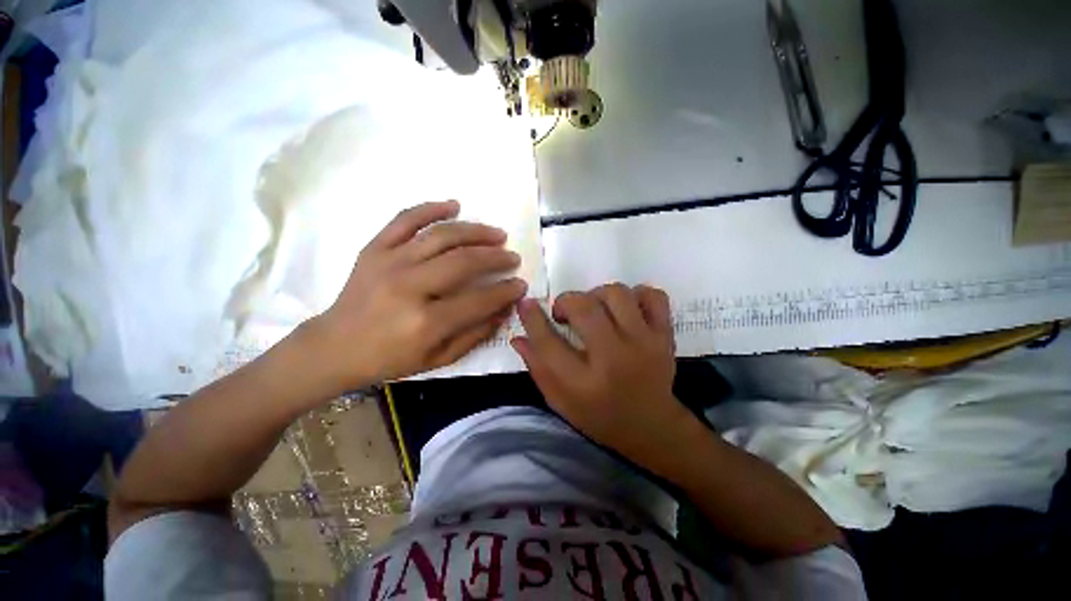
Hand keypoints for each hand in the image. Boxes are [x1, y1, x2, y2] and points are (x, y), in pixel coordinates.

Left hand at [308, 201, 526, 390]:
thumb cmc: (389, 359)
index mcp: (425, 322)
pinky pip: (405, 219)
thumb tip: (504, 309)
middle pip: (463, 261)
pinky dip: (431, 208)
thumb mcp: (438, 359)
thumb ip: (475, 334)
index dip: (505, 291)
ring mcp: (389, 262)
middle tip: (513, 257)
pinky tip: (454, 205)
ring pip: (441, 235)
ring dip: (475, 231)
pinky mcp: (374, 249)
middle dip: (496, 257)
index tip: (521, 284)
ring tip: (496, 233)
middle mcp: (409, 287)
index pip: (479, 300)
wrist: (335, 347)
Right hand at [512, 284, 690, 464]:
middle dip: (566, 302)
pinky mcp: (665, 336)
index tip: (525, 303)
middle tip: (565, 314)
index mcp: (584, 383)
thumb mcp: (561, 402)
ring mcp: (645, 344)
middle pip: (584, 308)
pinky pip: (653, 296)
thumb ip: (538, 369)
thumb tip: (517, 337)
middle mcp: (614, 359)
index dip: (532, 319)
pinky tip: (625, 310)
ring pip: (616, 294)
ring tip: (595, 311)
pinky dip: (637, 294)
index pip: (548, 343)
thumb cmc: (600, 416)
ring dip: (597, 295)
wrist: (652, 427)